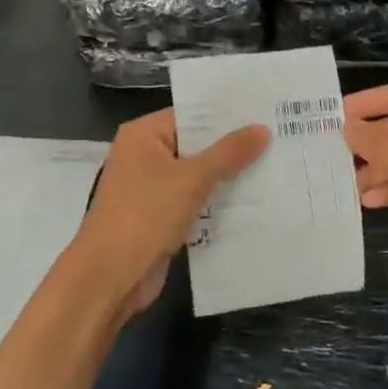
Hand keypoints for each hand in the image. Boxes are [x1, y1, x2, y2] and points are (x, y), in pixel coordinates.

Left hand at [65, 109, 268, 322]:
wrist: (109, 277)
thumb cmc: (145, 215)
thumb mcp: (191, 180)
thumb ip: (228, 153)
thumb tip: (262, 128)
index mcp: (142, 135)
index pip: (190, 115)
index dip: (226, 114)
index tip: (264, 111)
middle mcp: (143, 156)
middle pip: (195, 144)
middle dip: (232, 146)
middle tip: (278, 137)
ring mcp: (150, 188)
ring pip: (196, 175)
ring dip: (227, 177)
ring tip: (274, 165)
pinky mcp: (159, 217)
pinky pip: (193, 201)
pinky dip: (216, 202)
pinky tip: (253, 201)